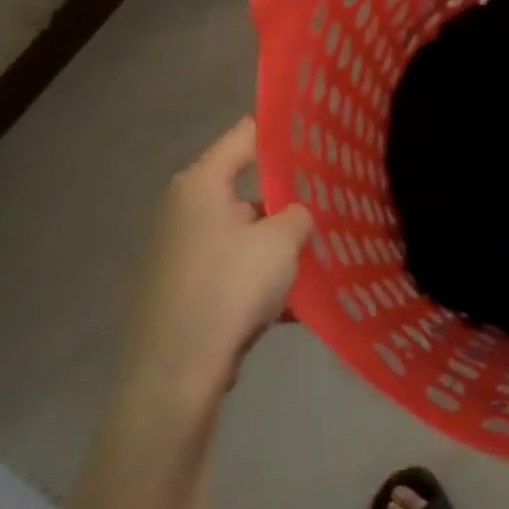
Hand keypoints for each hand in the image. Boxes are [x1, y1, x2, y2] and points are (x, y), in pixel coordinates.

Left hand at [119, 119, 312, 410]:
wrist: (173, 381)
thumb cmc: (228, 289)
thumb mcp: (282, 240)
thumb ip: (299, 213)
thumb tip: (296, 216)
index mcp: (202, 183)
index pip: (248, 133)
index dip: (285, 128)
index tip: (322, 128)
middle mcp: (186, 209)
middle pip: (250, 185)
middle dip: (291, 193)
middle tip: (334, 192)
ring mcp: (182, 252)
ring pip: (246, 231)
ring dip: (280, 241)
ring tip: (325, 249)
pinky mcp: (185, 290)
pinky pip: (235, 269)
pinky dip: (263, 278)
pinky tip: (299, 300)